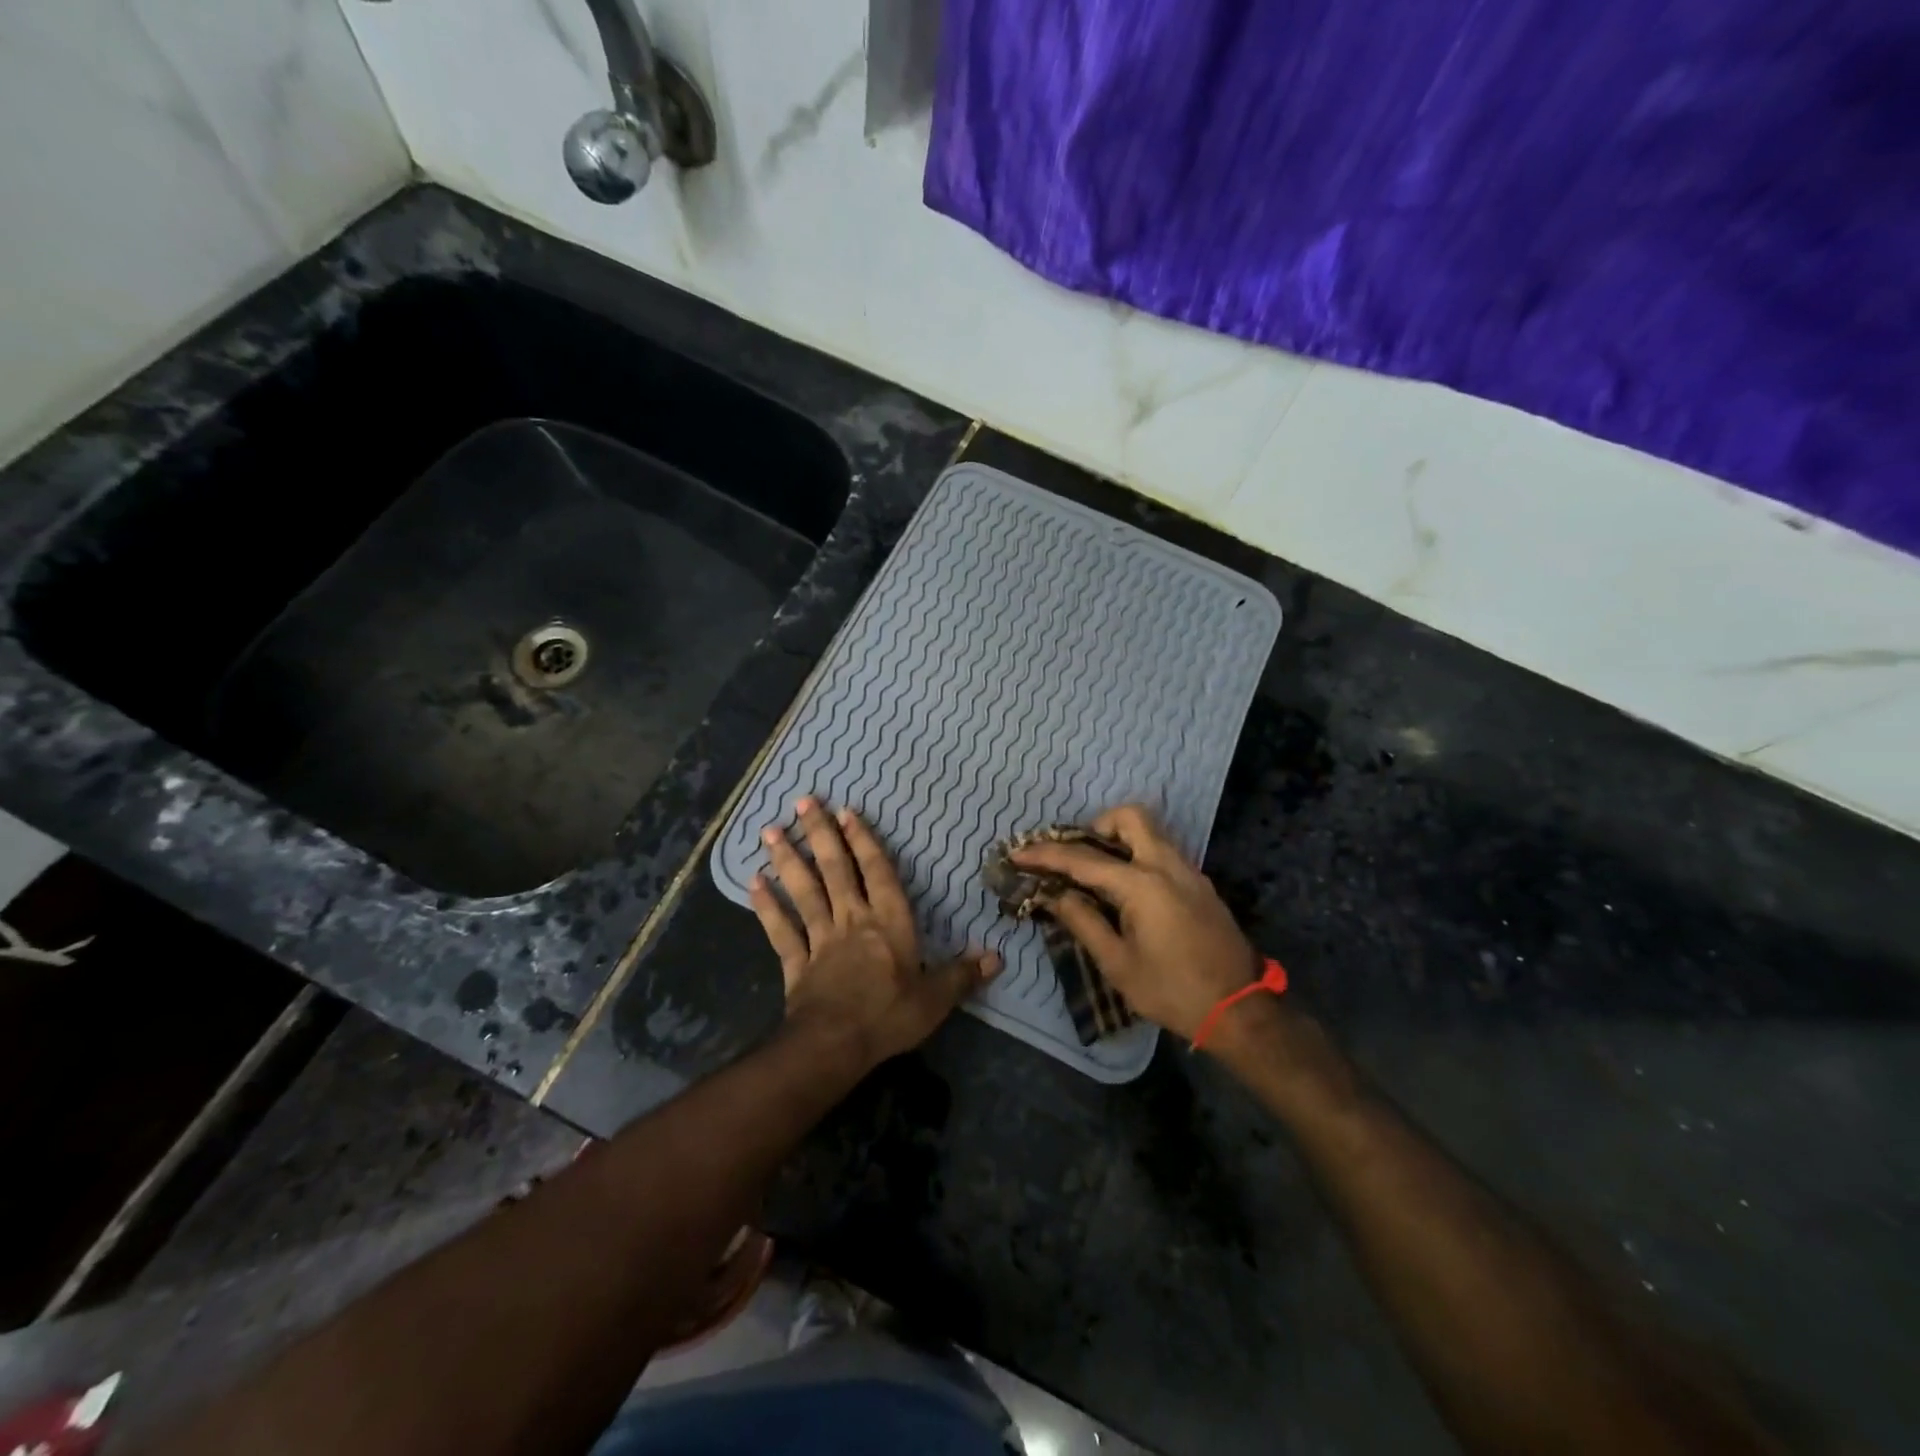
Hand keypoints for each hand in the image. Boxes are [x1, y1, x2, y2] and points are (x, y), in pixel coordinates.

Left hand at [750, 796, 999, 1068]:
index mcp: (888, 922)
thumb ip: (963, 974)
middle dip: (820, 834)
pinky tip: (753, 884)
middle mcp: (852, 920)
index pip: (877, 872)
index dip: (863, 841)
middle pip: (835, 870)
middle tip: (803, 802)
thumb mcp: (936, 998)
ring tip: (770, 832)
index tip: (846, 812)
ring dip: (788, 860)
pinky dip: (767, 907)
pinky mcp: (797, 963)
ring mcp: (820, 939)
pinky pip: (780, 930)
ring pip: (804, 891)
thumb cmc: (889, 1015)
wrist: (835, 1045)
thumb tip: (997, 957)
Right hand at [1011, 805, 1257, 1040]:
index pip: (1084, 859)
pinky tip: (1126, 888)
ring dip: (1119, 838)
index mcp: (1143, 884)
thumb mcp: (1119, 964)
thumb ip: (1084, 922)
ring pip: (1151, 831)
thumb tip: (1055, 896)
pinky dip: (1138, 854)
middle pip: (1130, 818)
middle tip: (1077, 854)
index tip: (1018, 853)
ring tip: (1096, 870)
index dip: (1046, 855)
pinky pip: (1163, 851)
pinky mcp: (1200, 884)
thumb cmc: (1172, 991)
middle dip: (1096, 826)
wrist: (1239, 1010)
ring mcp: (1189, 871)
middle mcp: (1167, 865)